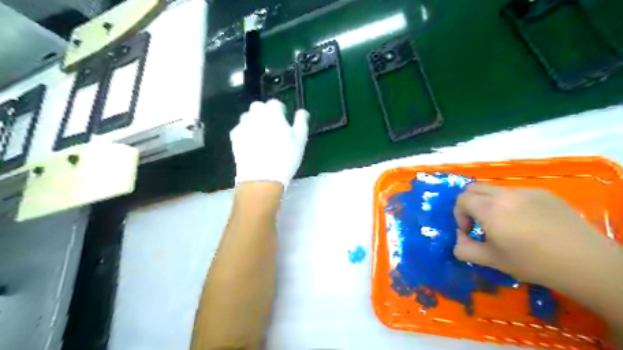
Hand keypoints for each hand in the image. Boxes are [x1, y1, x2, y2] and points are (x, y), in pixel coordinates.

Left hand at [229, 100, 310, 186]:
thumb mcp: (300, 139)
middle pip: (258, 107)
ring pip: (247, 117)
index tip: (284, 119)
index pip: (275, 103)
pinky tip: (252, 144)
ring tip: (261, 135)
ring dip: (254, 121)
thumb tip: (302, 111)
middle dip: (265, 113)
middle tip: (273, 127)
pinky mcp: (234, 138)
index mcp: (272, 112)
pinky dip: (246, 133)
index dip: (280, 110)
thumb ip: (301, 121)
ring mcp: (242, 126)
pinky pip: (240, 130)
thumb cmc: (285, 156)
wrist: (262, 177)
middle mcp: (255, 115)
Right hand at [457, 184, 605, 286]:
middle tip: (480, 223)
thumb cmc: (532, 263)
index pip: (461, 199)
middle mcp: (504, 194)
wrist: (585, 262)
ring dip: (489, 202)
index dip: (459, 214)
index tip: (470, 231)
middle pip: (474, 188)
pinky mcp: (544, 193)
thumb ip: (464, 249)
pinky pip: (517, 192)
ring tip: (504, 223)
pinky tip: (527, 221)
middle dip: (469, 204)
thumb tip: (458, 238)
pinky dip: (511, 203)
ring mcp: (526, 191)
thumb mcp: (491, 260)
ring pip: (495, 189)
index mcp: (489, 210)